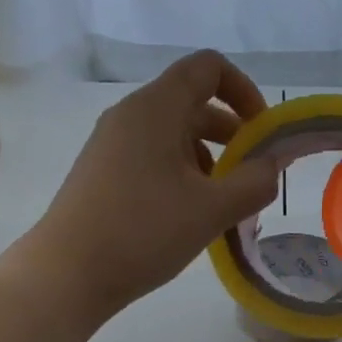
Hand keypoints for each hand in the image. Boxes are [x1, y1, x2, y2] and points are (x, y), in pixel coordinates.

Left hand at [30, 51, 280, 321]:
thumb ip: (255, 181)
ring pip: (174, 136)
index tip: (262, 133)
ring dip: (209, 161)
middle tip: (252, 177)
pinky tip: (191, 217)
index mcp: (155, 108)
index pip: (207, 67)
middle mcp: (131, 116)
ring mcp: (112, 145)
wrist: (67, 274)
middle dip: (232, 135)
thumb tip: (275, 162)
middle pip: (192, 103)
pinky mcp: (103, 174)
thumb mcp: (211, 209)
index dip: (244, 90)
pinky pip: (153, 159)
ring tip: (225, 206)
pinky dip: (182, 176)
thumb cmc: (143, 232)